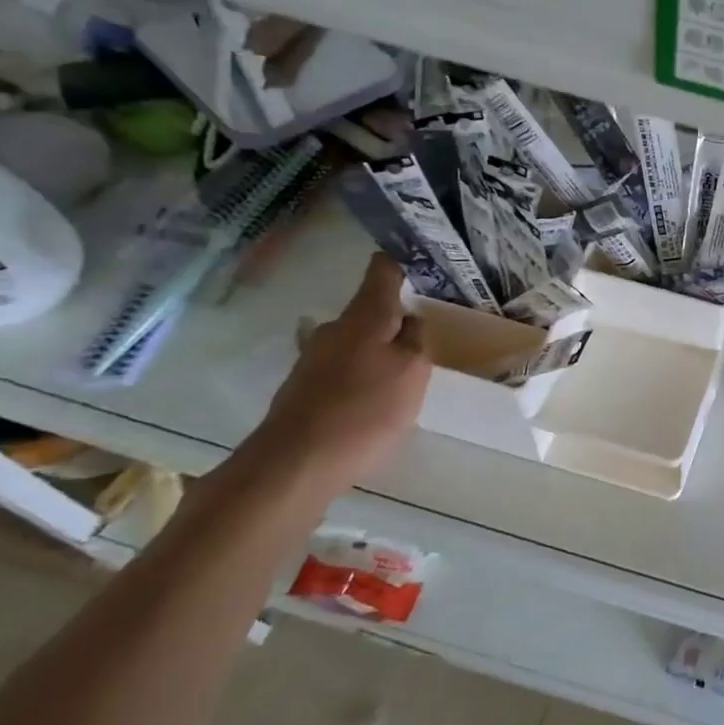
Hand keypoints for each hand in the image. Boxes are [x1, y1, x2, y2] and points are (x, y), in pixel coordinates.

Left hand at [251, 256, 430, 490]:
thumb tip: (411, 320)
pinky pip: (345, 367)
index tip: (426, 262)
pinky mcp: (306, 386)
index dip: (404, 261)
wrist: (295, 463)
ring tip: (406, 368)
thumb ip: (416, 340)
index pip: (383, 270)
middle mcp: (335, 328)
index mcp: (364, 317)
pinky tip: (376, 396)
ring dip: (380, 347)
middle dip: (397, 314)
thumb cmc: (364, 411)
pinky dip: (364, 372)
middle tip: (428, 328)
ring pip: (358, 339)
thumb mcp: (412, 373)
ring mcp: (315, 357)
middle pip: (371, 308)